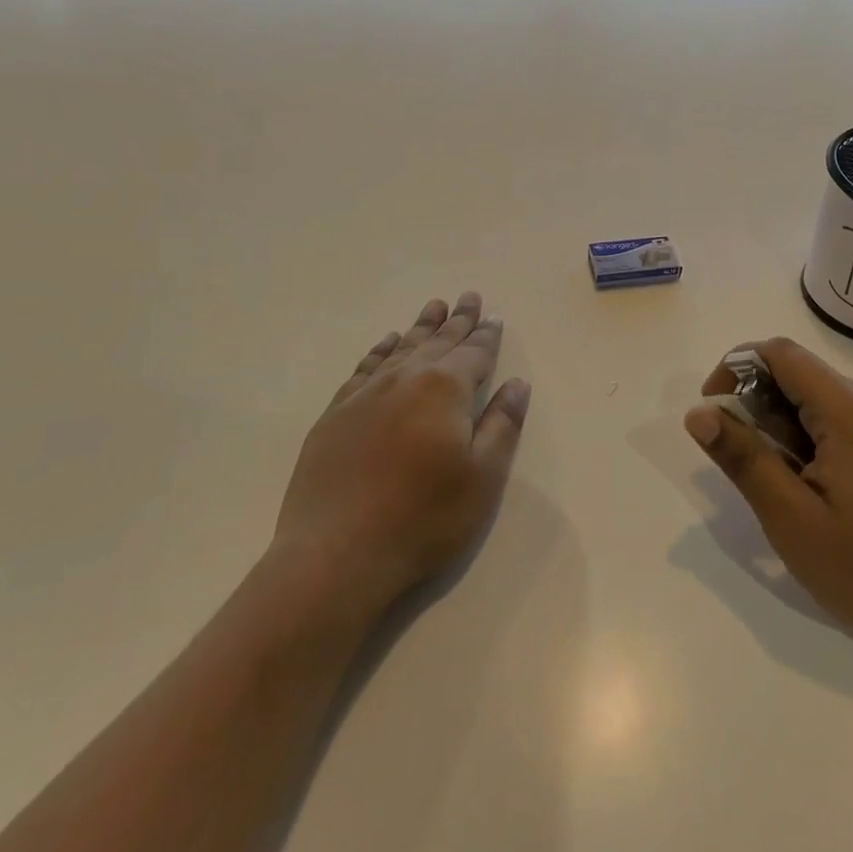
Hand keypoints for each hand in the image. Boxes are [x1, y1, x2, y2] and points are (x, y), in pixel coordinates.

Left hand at [273, 293, 529, 610]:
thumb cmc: (423, 518)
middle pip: (439, 342)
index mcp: (445, 389)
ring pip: (402, 348)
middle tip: (469, 297)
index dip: (487, 335)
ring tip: (434, 307)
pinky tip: (388, 343)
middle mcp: (406, 379)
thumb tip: (517, 383)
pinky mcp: (336, 414)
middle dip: (458, 320)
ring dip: (422, 327)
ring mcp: (366, 394)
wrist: (335, 554)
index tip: (494, 317)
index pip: (474, 353)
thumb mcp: (482, 477)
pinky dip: (381, 350)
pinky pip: (365, 367)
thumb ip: (503, 425)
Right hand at [685, 337, 852, 671]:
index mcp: (852, 409)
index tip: (714, 413)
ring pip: (812, 394)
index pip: (779, 353)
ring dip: (782, 425)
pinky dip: (808, 434)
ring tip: (788, 485)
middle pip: (795, 372)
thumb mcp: (791, 518)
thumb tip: (697, 413)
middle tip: (752, 467)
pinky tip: (813, 483)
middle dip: (759, 407)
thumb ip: (743, 457)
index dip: (735, 369)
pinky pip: (835, 411)